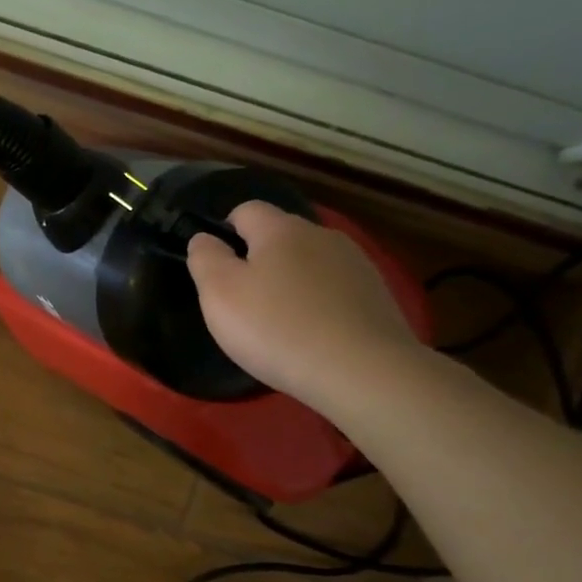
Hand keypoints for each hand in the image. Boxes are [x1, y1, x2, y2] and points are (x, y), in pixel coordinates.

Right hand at [186, 201, 423, 411]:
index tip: (217, 268)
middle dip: (259, 259)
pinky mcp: (377, 295)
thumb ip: (205, 258)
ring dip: (291, 282)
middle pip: (280, 236)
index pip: (246, 210)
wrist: (362, 371)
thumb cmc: (276, 328)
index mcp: (281, 229)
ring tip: (280, 322)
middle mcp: (322, 235)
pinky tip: (313, 334)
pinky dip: (319, 303)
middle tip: (244, 302)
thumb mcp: (219, 294)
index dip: (225, 231)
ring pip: (310, 263)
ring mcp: (356, 264)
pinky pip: (335, 289)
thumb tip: (204, 238)